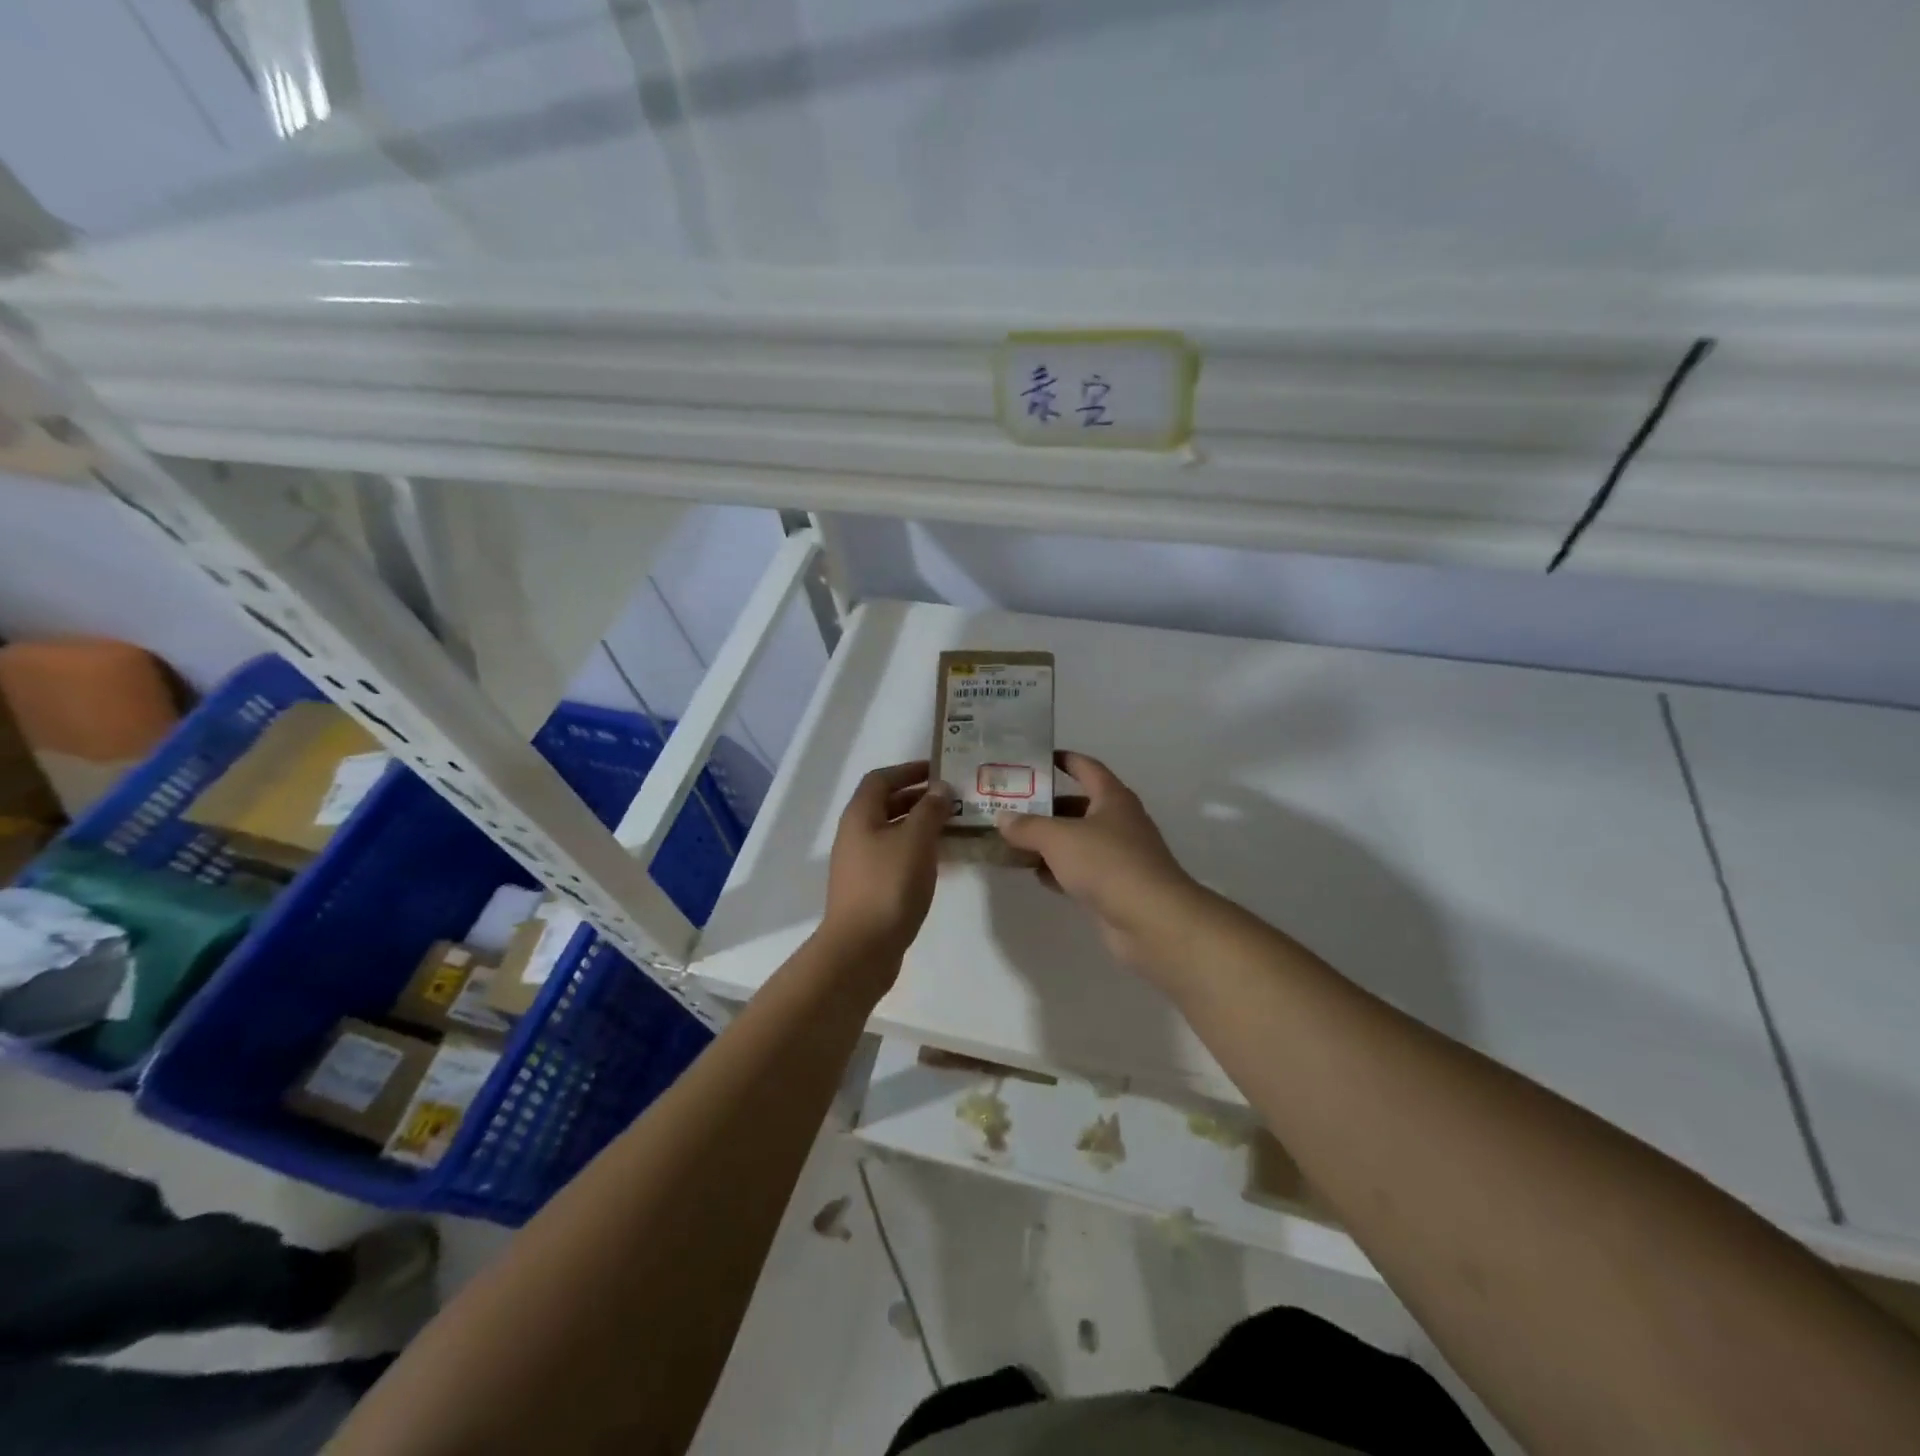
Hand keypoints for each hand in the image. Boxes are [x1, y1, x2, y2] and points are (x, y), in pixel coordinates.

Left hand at [821, 761, 952, 972]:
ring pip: (892, 832)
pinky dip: (916, 850)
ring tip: (953, 826)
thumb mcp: (915, 840)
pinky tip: (940, 860)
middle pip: (886, 804)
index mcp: (860, 815)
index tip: (939, 771)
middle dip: (918, 798)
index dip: (908, 770)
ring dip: (920, 825)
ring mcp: (860, 863)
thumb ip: (930, 810)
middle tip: (953, 799)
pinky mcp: (870, 887)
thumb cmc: (889, 885)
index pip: (881, 779)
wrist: (862, 948)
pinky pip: (895, 856)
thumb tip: (940, 787)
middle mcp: (855, 834)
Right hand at [995, 751, 1204, 979]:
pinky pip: (1081, 870)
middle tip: (1012, 806)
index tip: (1036, 758)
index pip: (1086, 767)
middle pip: (1078, 806)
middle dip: (1046, 806)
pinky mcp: (1115, 886)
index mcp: (1112, 798)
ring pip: (1077, 841)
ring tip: (1014, 840)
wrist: (1152, 920)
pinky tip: (1036, 874)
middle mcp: (1119, 822)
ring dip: (1049, 841)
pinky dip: (1059, 870)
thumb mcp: (1059, 838)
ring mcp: (1119, 856)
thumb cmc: (1107, 864)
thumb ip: (1027, 826)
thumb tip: (1002, 819)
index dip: (1063, 759)